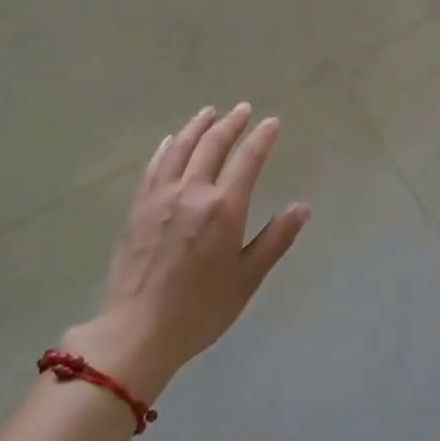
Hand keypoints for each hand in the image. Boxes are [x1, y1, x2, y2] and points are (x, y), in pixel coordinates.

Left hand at [65, 104, 309, 400]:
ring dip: (197, 126)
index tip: (272, 122)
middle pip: (212, 146)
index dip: (261, 138)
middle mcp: (191, 192)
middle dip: (230, 124)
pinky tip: (171, 141)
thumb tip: (302, 207)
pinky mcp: (138, 208)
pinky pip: (154, 166)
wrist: (137, 331)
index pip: (247, 160)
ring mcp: (160, 197)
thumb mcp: (247, 279)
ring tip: (209, 112)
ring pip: (180, 149)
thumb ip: (275, 239)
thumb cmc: (200, 310)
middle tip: (243, 109)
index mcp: (223, 209)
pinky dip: (166, 148)